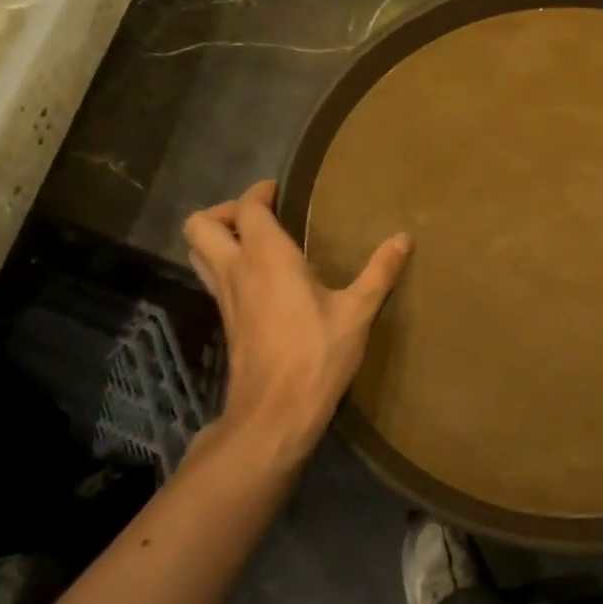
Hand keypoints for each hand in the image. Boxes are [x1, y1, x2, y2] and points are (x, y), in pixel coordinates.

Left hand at [183, 181, 411, 466]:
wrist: (274, 413)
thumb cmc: (317, 355)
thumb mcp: (357, 312)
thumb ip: (380, 272)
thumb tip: (404, 238)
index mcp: (267, 258)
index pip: (246, 209)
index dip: (258, 192)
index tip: (280, 190)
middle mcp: (237, 271)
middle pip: (200, 225)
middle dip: (226, 211)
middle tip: (262, 216)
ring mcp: (225, 298)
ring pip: (198, 252)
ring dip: (219, 237)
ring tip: (257, 241)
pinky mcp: (226, 321)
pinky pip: (213, 277)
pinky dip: (226, 264)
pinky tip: (262, 279)